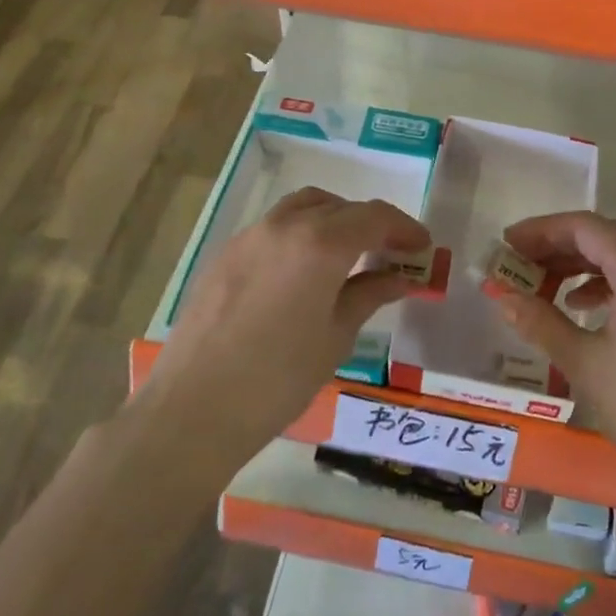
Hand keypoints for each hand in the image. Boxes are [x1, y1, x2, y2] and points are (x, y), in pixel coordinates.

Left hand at [140, 187, 429, 468]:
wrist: (193, 409)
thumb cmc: (278, 378)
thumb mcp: (336, 337)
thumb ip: (370, 294)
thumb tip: (400, 277)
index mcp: (320, 243)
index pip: (375, 217)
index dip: (404, 229)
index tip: (422, 247)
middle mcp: (286, 225)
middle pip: (340, 207)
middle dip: (371, 224)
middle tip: (390, 253)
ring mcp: (250, 236)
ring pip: (304, 207)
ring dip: (334, 220)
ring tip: (348, 254)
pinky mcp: (226, 254)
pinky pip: (275, 227)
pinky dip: (301, 233)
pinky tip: (303, 271)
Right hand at [497, 211, 615, 513]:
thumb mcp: (585, 364)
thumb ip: (540, 322)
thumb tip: (501, 295)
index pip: (587, 227)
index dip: (543, 230)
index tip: (508, 243)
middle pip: (609, 237)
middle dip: (561, 245)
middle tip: (521, 263)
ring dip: (585, 266)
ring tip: (547, 286)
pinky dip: (612, 285)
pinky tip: (587, 310)